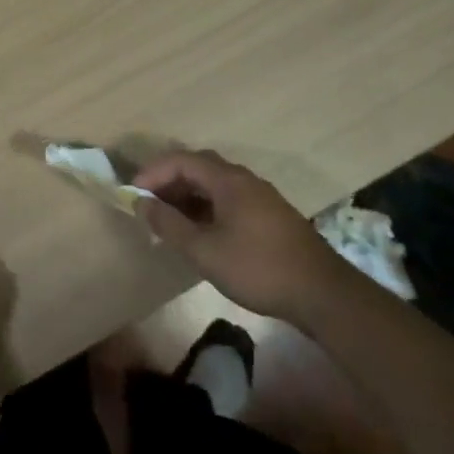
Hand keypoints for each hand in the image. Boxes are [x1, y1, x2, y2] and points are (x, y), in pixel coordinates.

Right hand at [134, 150, 335, 319]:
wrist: (321, 293)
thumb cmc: (257, 268)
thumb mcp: (204, 250)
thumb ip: (169, 224)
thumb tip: (142, 203)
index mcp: (229, 180)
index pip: (182, 160)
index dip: (153, 172)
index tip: (133, 194)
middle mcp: (245, 179)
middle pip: (199, 166)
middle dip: (168, 180)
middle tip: (147, 203)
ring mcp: (260, 196)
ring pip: (214, 184)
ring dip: (187, 195)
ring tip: (167, 219)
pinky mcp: (269, 215)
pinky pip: (228, 198)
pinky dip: (205, 206)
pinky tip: (199, 230)